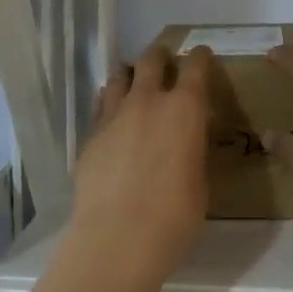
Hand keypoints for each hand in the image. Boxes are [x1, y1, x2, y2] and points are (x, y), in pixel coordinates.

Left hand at [67, 43, 213, 281]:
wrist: (118, 236)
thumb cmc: (175, 215)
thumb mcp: (200, 181)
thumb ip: (193, 151)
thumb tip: (187, 142)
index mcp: (185, 109)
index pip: (195, 67)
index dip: (200, 58)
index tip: (202, 55)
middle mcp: (148, 101)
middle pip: (151, 60)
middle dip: (160, 55)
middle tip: (164, 58)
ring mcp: (114, 115)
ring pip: (120, 78)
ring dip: (130, 76)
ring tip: (134, 84)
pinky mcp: (90, 134)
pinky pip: (101, 105)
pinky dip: (110, 102)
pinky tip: (113, 115)